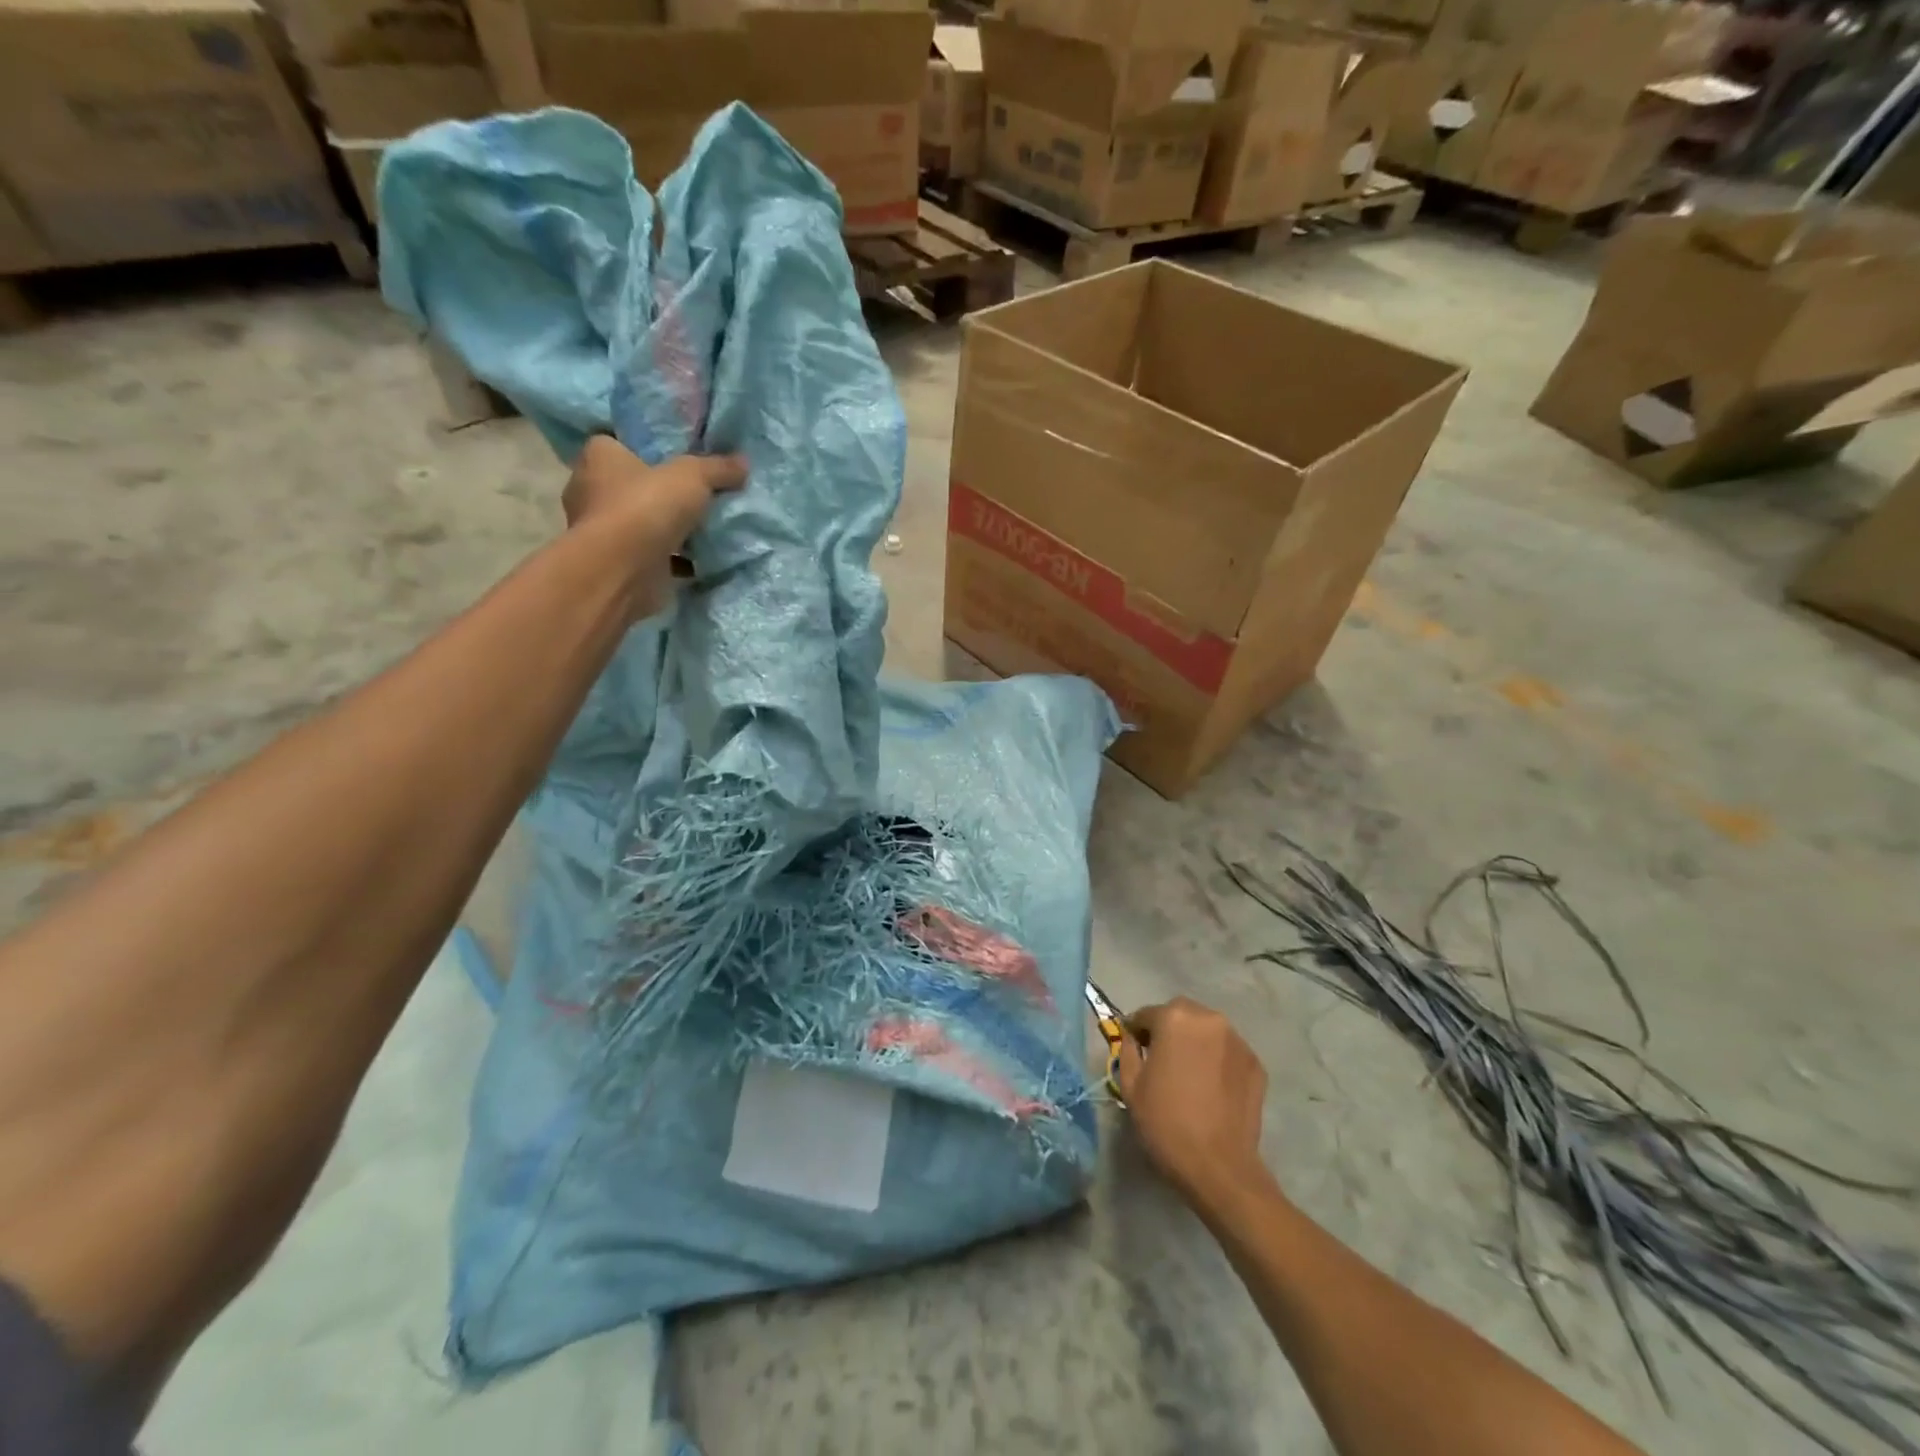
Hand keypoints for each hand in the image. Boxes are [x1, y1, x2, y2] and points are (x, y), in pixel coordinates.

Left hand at [562, 436, 746, 620]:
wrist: (623, 570)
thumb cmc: (646, 507)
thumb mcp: (692, 476)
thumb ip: (717, 468)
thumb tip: (743, 462)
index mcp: (600, 457)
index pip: (620, 444)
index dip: (648, 450)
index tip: (678, 460)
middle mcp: (594, 490)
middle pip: (635, 485)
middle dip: (663, 493)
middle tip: (700, 495)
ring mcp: (606, 531)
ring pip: (645, 523)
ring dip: (670, 529)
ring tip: (707, 528)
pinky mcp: (621, 563)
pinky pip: (655, 556)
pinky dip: (675, 559)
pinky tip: (702, 560)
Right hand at [1116, 997, 1269, 1209]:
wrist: (1218, 1167)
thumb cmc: (1166, 1123)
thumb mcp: (1130, 1085)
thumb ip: (1127, 1051)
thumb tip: (1132, 1039)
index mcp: (1174, 1019)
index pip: (1147, 1015)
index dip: (1136, 1032)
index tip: (1135, 1051)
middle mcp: (1209, 1019)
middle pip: (1180, 1015)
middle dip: (1168, 1031)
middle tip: (1162, 1060)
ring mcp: (1237, 1040)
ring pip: (1207, 1030)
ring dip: (1195, 1042)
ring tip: (1189, 1073)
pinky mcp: (1256, 1063)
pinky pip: (1227, 1051)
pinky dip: (1217, 1059)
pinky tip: (1211, 1087)